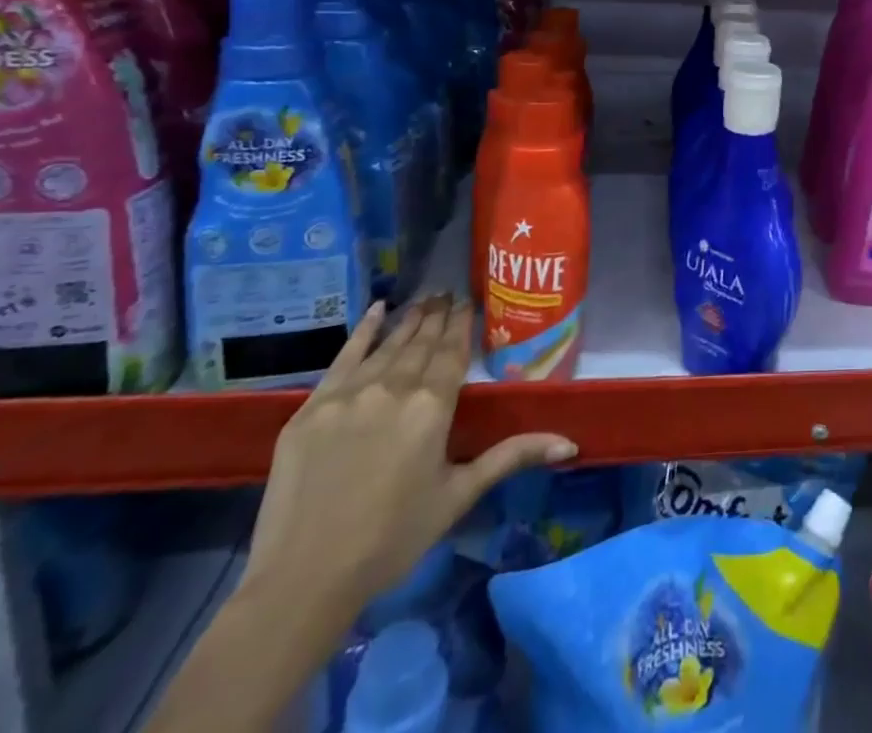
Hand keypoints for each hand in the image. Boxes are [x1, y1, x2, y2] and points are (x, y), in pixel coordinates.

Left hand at [241, 296, 575, 628]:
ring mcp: (348, 395)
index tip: (469, 300)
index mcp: (432, 406)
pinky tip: (378, 310)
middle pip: (421, 343)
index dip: (462, 324)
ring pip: (387, 346)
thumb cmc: (391, 539)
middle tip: (448, 291)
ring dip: (409, 321)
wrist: (302, 580)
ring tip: (425, 299)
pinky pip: (343, 358)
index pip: (452, 352)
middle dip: (437, 316)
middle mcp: (393, 388)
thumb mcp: (458, 495)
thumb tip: (570, 442)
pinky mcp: (310, 409)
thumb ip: (511, 456)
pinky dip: (363, 332)